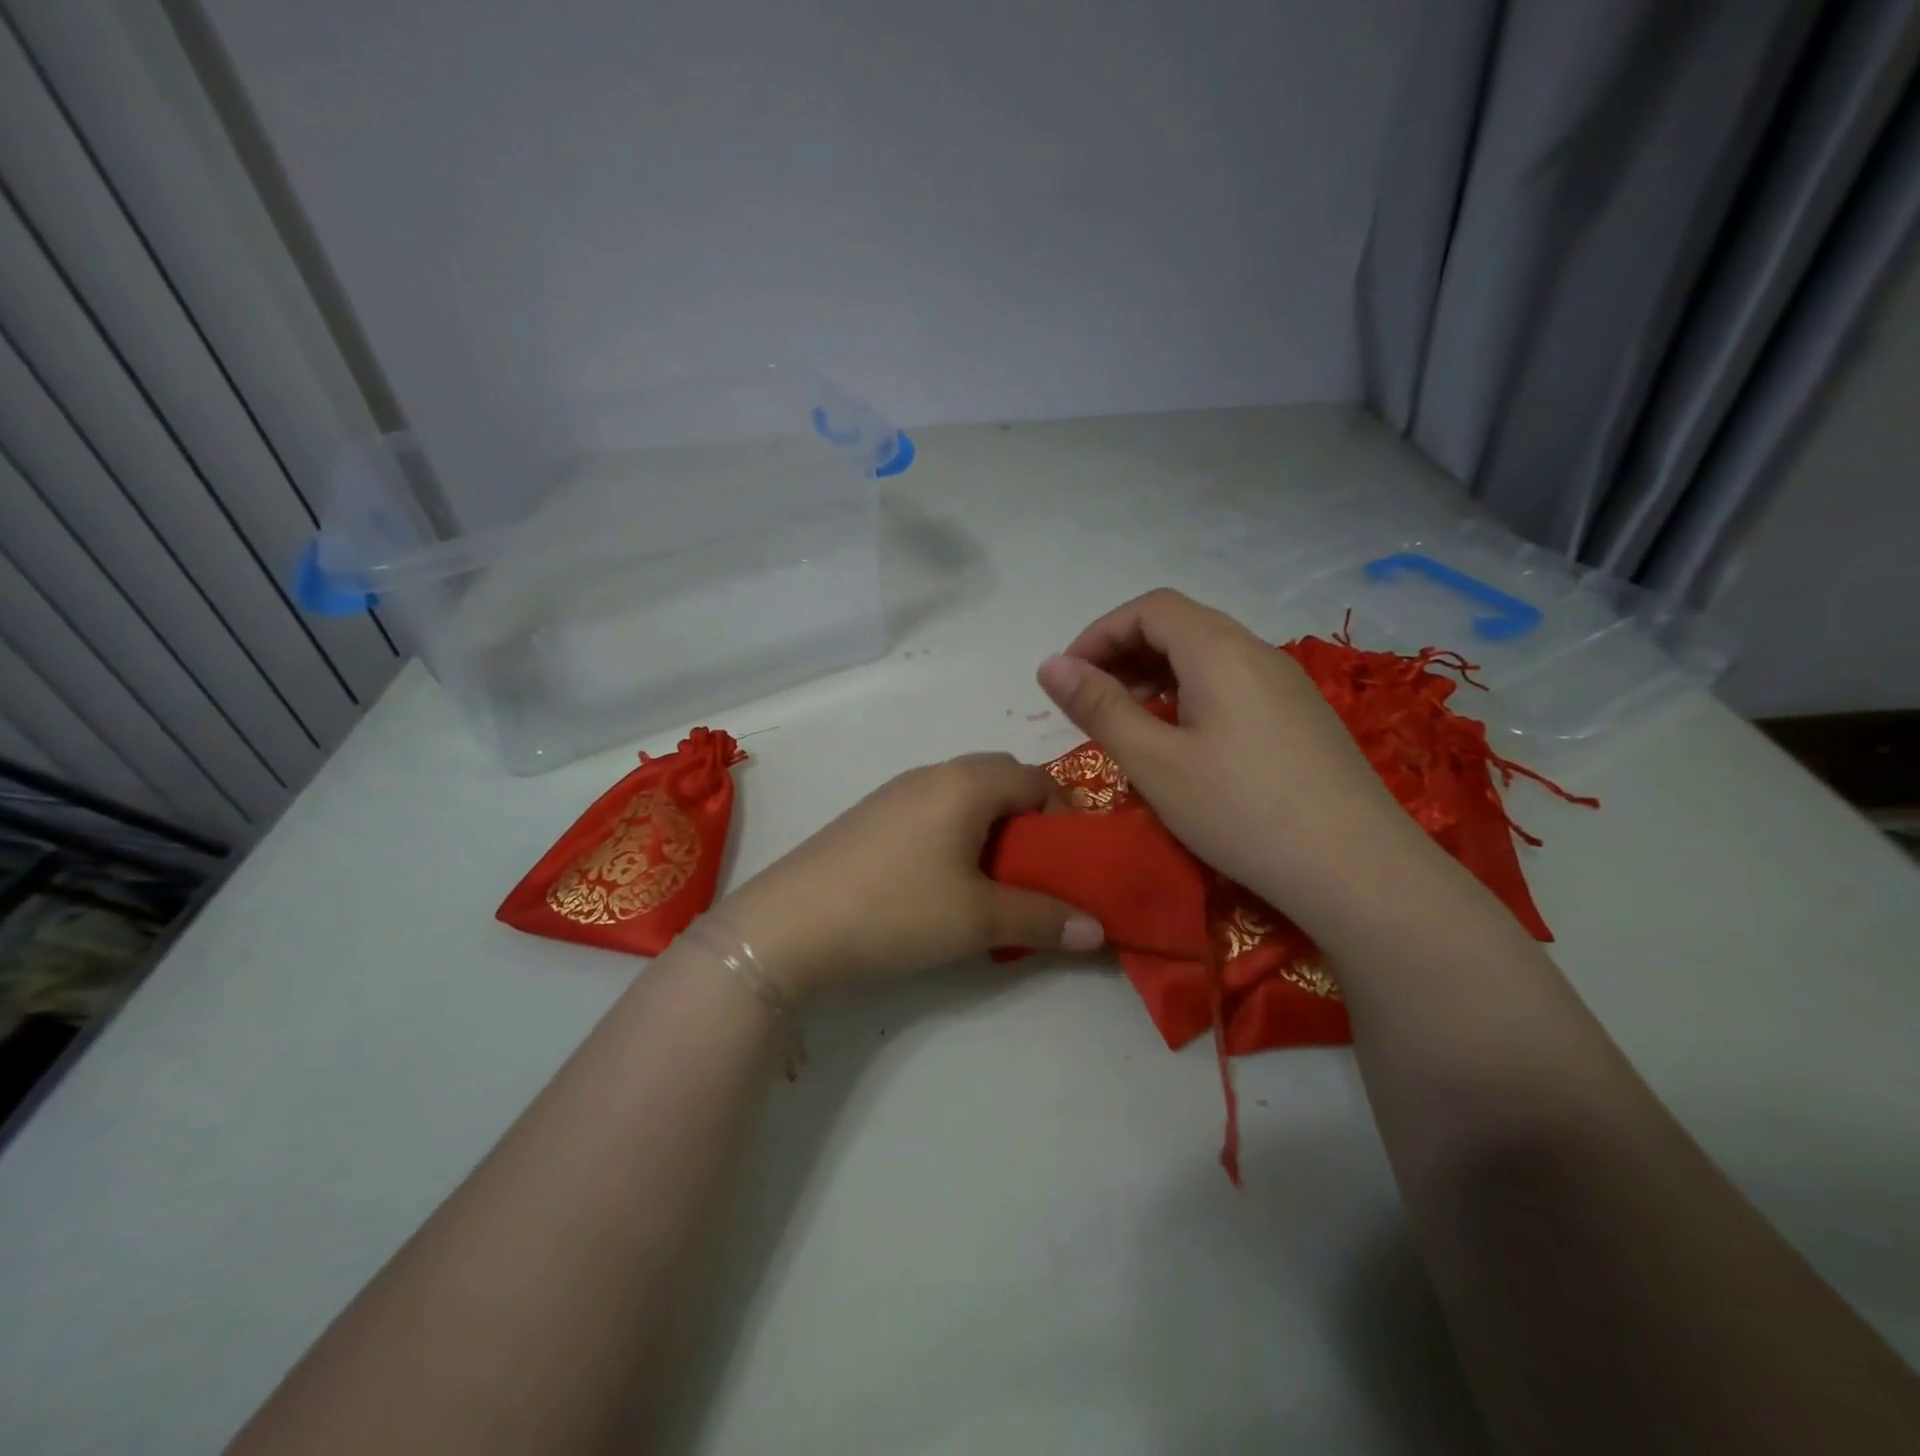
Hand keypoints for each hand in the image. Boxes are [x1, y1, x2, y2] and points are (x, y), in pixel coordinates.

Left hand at [715, 754, 1104, 1000]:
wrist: (789, 924)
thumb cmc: (897, 909)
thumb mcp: (979, 920)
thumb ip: (1043, 919)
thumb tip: (1098, 930)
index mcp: (967, 783)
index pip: (1037, 778)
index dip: (1064, 816)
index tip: (1069, 862)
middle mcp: (933, 773)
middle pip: (1000, 779)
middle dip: (1028, 820)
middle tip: (1034, 871)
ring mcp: (895, 791)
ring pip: (963, 795)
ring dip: (989, 828)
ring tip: (991, 880)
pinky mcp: (869, 815)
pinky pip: (931, 809)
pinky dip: (954, 833)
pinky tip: (940, 881)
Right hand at [1035, 589, 1435, 917]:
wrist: (1356, 870)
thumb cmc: (1240, 811)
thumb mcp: (1154, 761)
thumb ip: (1099, 707)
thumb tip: (1049, 664)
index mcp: (1219, 650)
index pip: (1150, 609)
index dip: (1100, 633)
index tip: (1069, 677)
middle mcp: (1258, 652)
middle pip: (1181, 625)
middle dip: (1125, 652)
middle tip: (1091, 700)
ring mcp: (1287, 683)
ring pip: (1208, 655)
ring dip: (1158, 673)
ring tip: (1130, 719)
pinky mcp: (1302, 716)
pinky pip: (1234, 682)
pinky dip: (1191, 693)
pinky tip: (1183, 739)